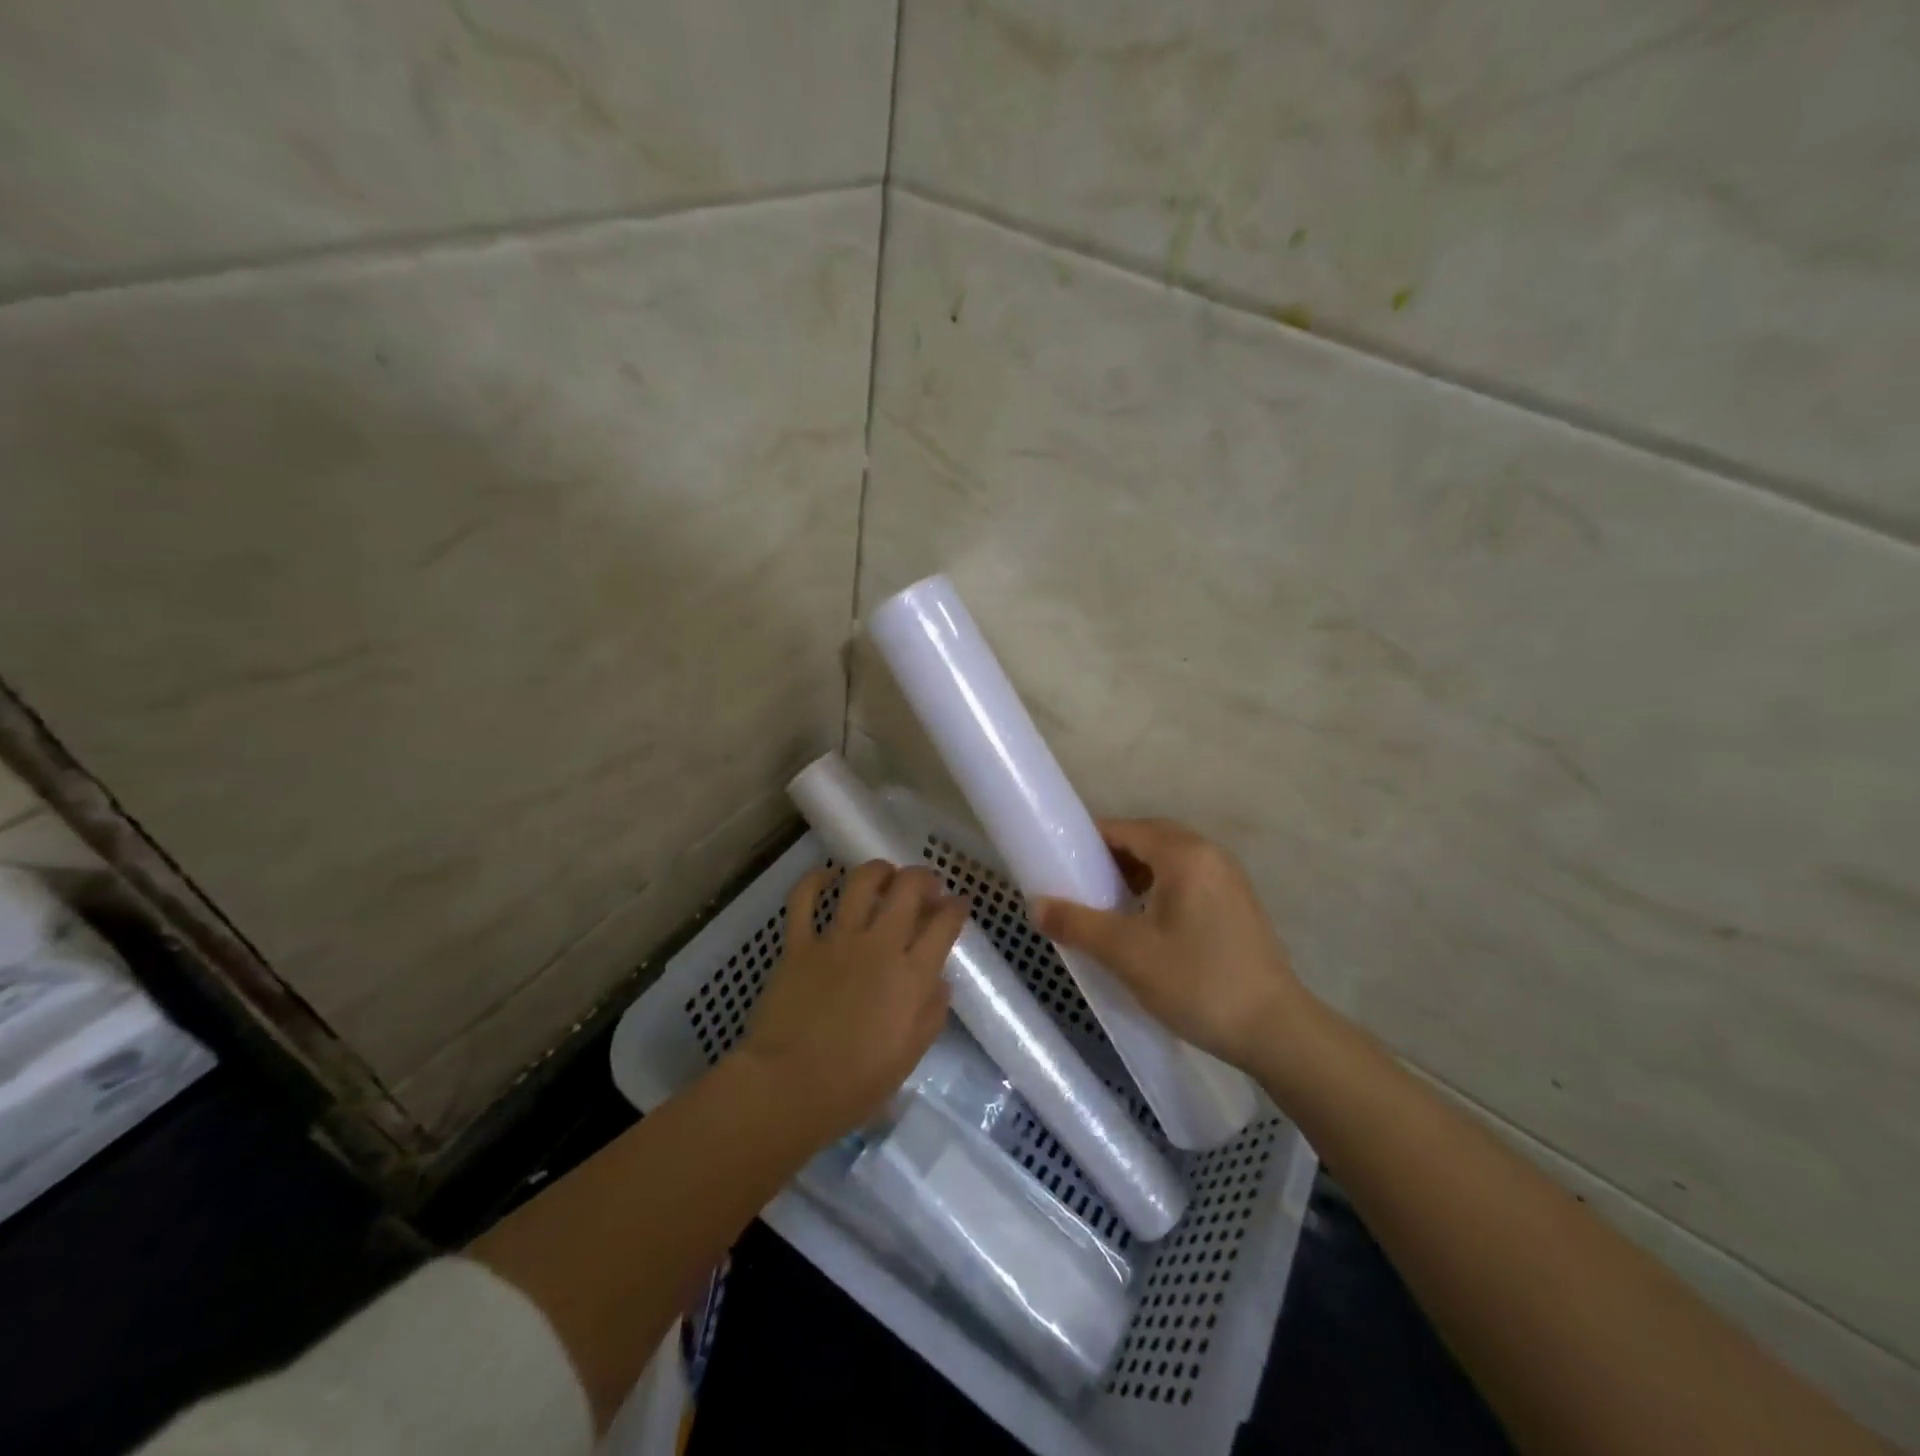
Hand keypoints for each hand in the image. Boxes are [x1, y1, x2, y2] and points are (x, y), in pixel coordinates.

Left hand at [738, 861, 965, 1138]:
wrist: (789, 1087)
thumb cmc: (856, 1083)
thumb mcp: (909, 1056)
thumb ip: (931, 1014)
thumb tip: (939, 982)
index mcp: (912, 975)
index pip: (945, 924)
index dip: (956, 907)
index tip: (958, 905)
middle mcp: (879, 945)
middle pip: (909, 889)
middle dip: (924, 878)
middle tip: (926, 885)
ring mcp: (837, 940)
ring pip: (862, 883)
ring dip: (879, 870)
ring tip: (885, 874)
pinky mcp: (799, 944)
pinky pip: (804, 900)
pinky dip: (815, 880)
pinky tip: (826, 875)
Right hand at [1033, 819, 1307, 1072]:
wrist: (1276, 1031)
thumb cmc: (1198, 982)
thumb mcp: (1127, 954)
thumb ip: (1077, 924)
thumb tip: (1034, 905)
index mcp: (1184, 854)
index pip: (1125, 829)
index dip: (1088, 841)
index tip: (1060, 864)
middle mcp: (1210, 855)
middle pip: (1149, 839)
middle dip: (1111, 857)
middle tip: (1082, 886)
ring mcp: (1229, 880)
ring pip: (1170, 861)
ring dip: (1136, 873)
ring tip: (1109, 906)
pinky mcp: (1237, 905)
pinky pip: (1188, 880)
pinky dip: (1159, 889)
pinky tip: (1145, 924)